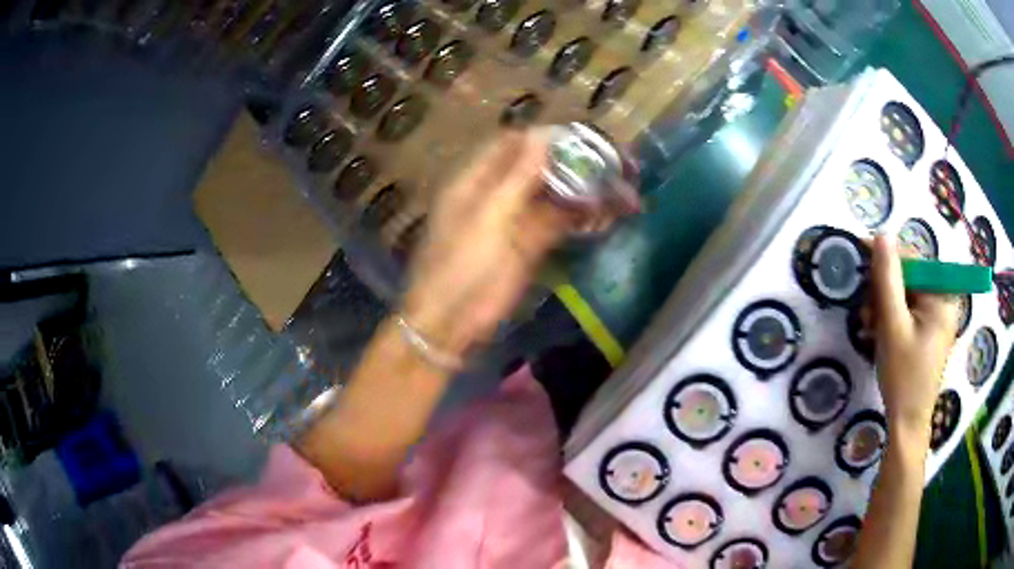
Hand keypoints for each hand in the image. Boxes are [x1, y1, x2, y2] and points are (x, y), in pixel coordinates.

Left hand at [402, 130, 627, 354]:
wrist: (453, 320)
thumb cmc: (462, 262)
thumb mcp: (490, 214)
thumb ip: (518, 175)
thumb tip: (543, 133)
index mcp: (477, 179)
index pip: (513, 144)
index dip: (546, 137)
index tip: (582, 136)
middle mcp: (497, 193)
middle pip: (538, 168)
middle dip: (573, 163)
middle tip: (612, 160)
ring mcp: (515, 220)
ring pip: (552, 196)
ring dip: (583, 190)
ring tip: (620, 185)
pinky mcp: (529, 246)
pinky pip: (557, 223)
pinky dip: (580, 217)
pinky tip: (607, 212)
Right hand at [869, 235, 958, 435]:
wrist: (907, 424)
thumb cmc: (903, 377)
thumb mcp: (893, 326)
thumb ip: (888, 279)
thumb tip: (882, 235)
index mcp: (942, 298)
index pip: (913, 262)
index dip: (886, 256)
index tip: (859, 251)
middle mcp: (943, 302)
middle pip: (909, 279)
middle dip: (884, 290)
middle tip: (864, 309)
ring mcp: (937, 319)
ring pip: (906, 296)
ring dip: (884, 306)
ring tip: (869, 326)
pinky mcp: (929, 333)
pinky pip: (908, 313)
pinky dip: (891, 319)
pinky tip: (879, 333)